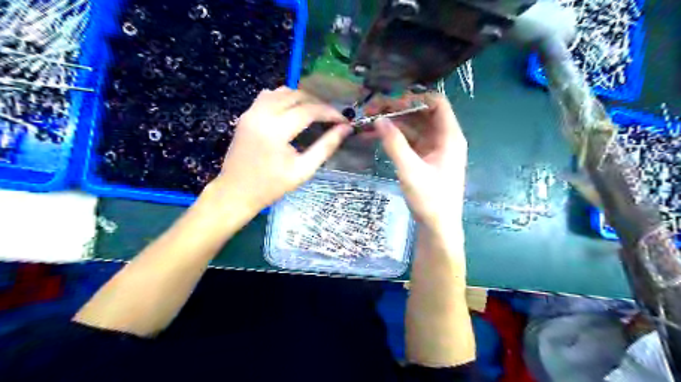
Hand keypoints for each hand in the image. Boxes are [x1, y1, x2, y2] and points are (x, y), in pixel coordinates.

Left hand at [210, 87, 353, 215]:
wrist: (235, 192)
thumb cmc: (271, 186)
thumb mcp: (303, 170)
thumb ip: (325, 147)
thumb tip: (345, 129)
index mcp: (276, 130)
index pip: (309, 110)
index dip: (330, 113)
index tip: (344, 121)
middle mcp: (262, 114)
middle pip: (296, 96)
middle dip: (318, 104)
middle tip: (332, 118)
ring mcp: (251, 112)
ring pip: (282, 91)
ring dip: (302, 98)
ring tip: (315, 113)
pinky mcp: (246, 114)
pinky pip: (268, 95)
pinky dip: (284, 98)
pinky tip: (293, 110)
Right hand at [367, 92, 468, 228]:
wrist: (437, 226)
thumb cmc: (430, 199)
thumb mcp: (410, 170)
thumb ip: (394, 143)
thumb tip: (378, 119)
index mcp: (449, 136)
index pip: (436, 103)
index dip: (414, 98)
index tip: (390, 102)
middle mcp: (443, 138)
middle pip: (421, 113)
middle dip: (397, 110)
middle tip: (372, 110)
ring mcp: (433, 148)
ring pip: (413, 127)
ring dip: (392, 123)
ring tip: (368, 122)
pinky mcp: (424, 158)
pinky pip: (409, 141)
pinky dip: (394, 137)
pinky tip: (375, 136)